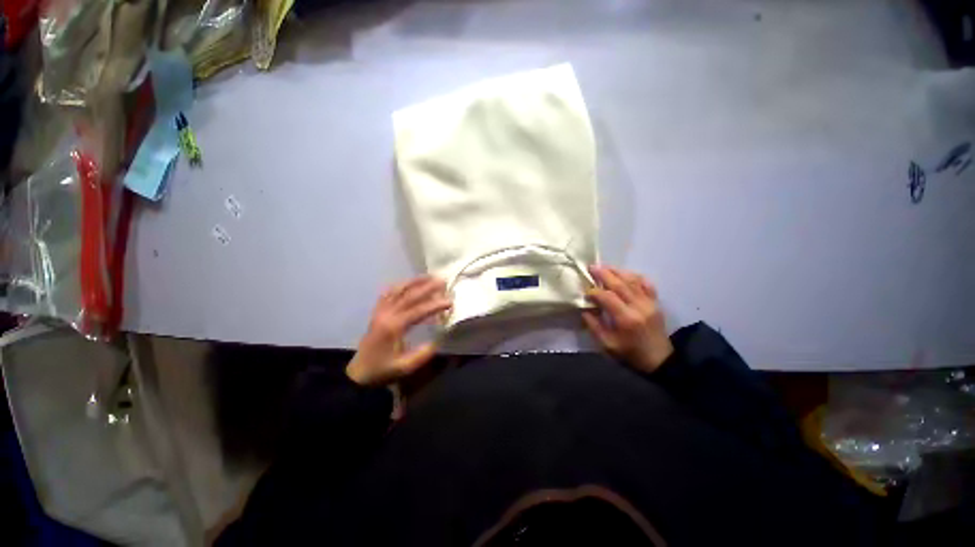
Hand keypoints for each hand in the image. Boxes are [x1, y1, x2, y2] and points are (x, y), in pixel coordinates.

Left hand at [346, 276, 451, 386]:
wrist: (358, 374)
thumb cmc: (382, 371)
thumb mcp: (405, 367)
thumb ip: (423, 354)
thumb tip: (438, 340)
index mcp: (393, 327)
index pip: (418, 311)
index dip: (435, 305)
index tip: (450, 301)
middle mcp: (386, 314)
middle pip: (409, 295)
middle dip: (427, 287)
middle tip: (442, 280)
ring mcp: (380, 312)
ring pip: (397, 290)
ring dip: (414, 282)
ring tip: (429, 277)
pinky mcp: (377, 313)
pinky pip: (387, 294)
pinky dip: (399, 286)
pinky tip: (408, 284)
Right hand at [582, 266, 673, 373]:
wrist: (660, 360)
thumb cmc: (630, 354)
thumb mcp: (608, 345)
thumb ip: (594, 326)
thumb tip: (585, 309)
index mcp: (626, 319)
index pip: (607, 297)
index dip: (594, 291)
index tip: (585, 291)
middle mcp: (639, 307)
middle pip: (620, 284)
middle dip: (604, 274)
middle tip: (592, 267)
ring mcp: (649, 303)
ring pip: (633, 281)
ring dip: (617, 272)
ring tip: (605, 266)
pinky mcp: (655, 302)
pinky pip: (646, 284)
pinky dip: (635, 276)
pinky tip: (626, 273)